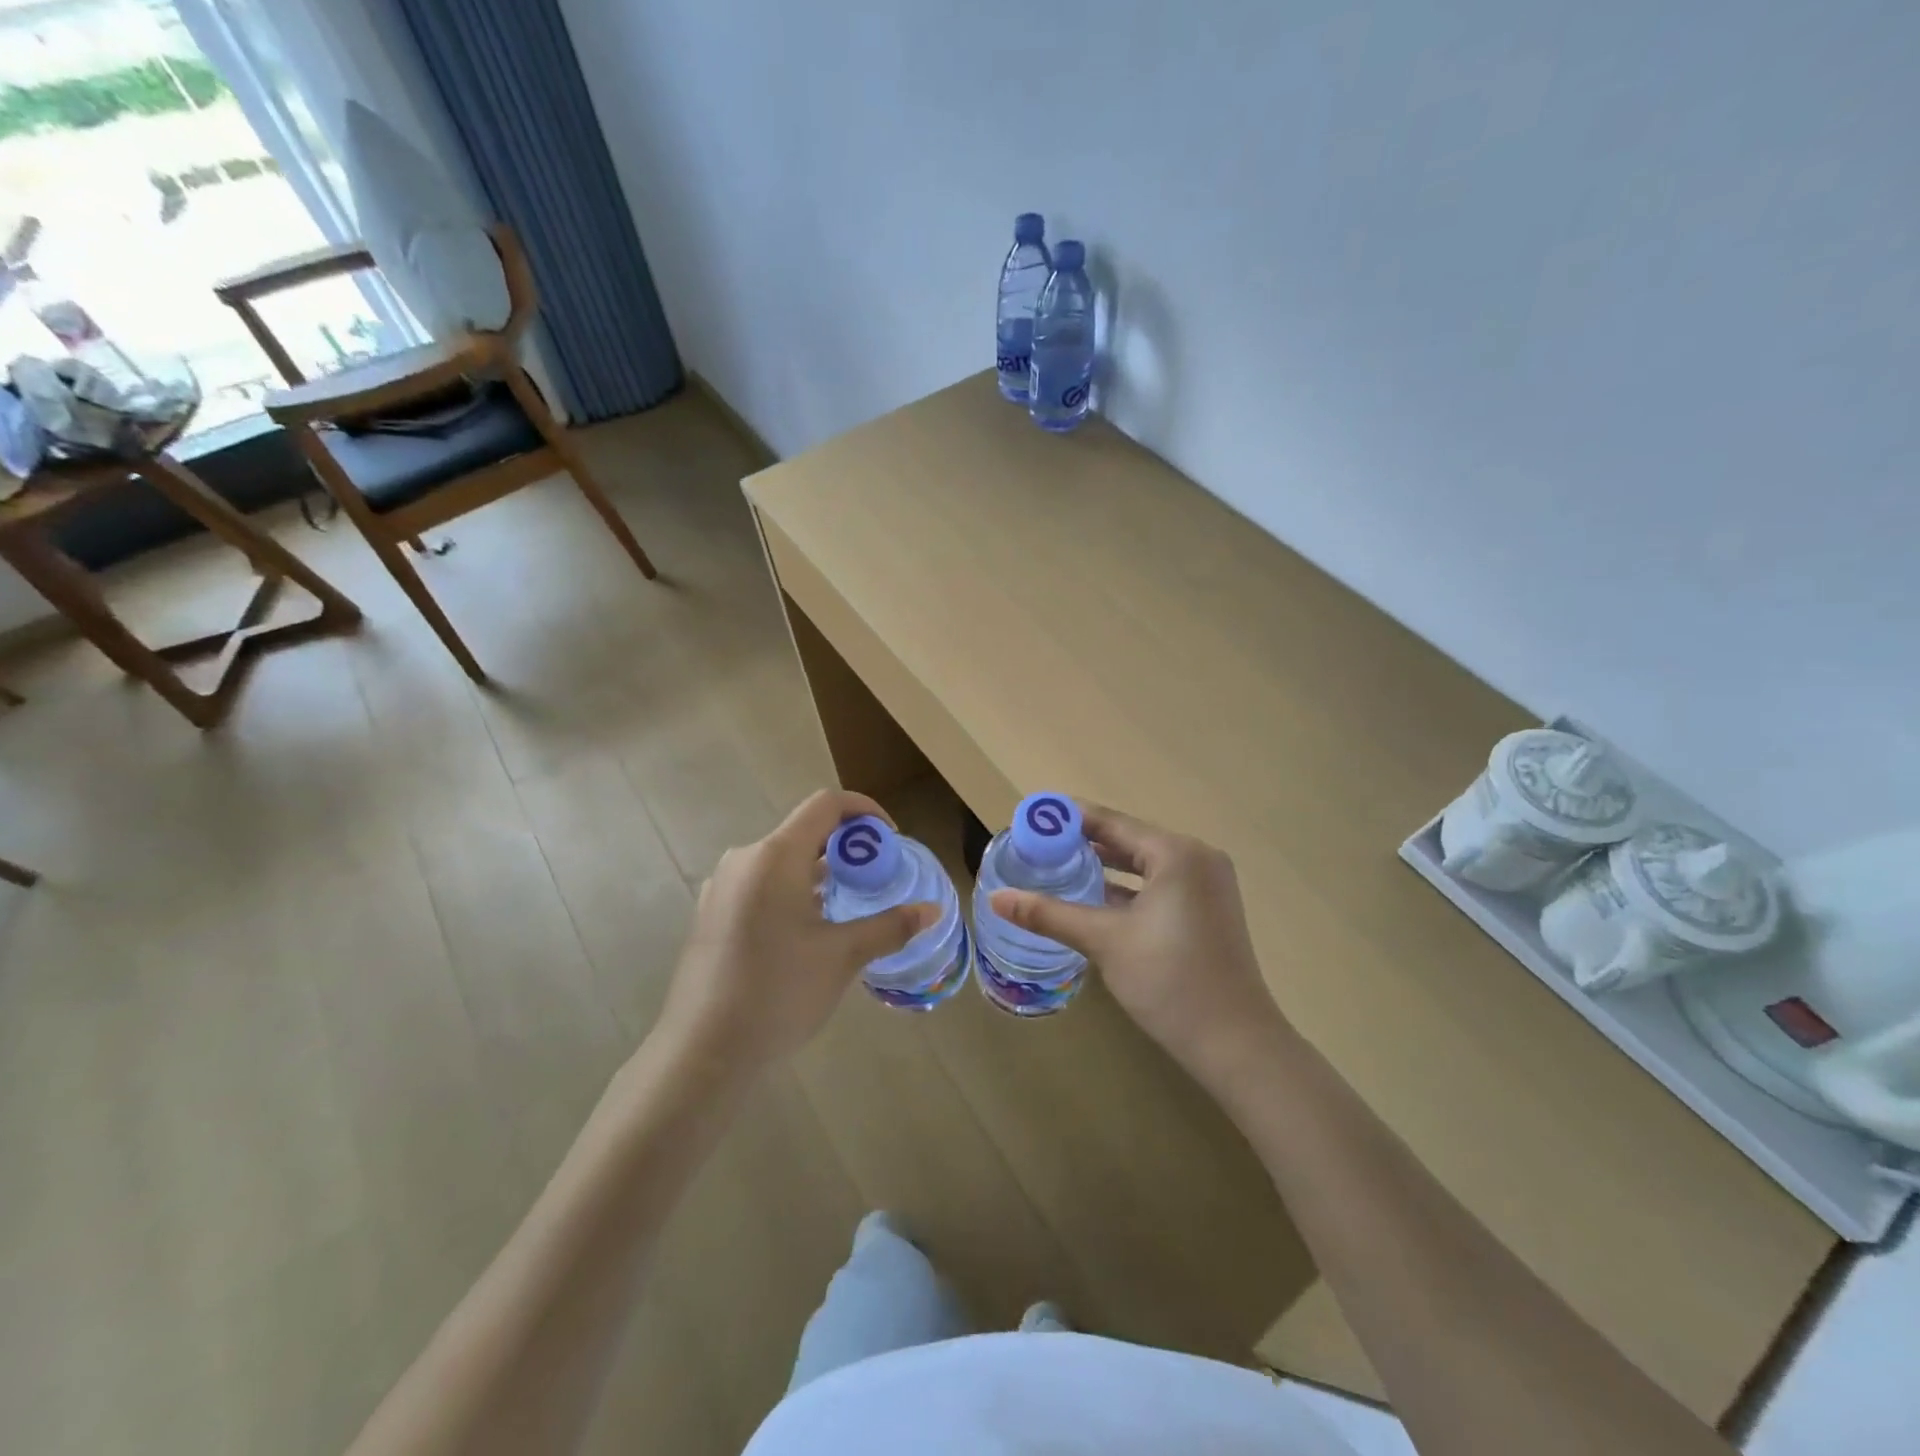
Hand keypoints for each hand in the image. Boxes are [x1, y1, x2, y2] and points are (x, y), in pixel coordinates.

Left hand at [658, 789, 937, 1072]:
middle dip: (846, 847)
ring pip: (782, 859)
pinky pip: (761, 883)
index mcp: (774, 856)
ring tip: (848, 905)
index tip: (891, 838)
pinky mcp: (712, 912)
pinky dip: (793, 889)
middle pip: (804, 830)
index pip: (826, 804)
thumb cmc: (778, 992)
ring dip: (820, 870)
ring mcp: (722, 886)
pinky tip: (808, 931)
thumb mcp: (842, 957)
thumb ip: (890, 926)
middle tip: (877, 878)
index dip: (864, 811)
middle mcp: (745, 859)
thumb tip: (933, 911)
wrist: (702, 1050)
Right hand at [989, 804, 1288, 1085]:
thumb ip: (1049, 914)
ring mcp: (1206, 886)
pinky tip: (1093, 898)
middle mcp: (1196, 858)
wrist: (1236, 1044)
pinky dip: (1127, 888)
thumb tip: (996, 898)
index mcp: (1176, 853)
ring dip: (1104, 866)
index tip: (1032, 817)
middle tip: (1037, 845)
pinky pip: (1158, 885)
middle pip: (1128, 839)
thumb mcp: (1104, 941)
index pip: (1112, 822)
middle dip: (1083, 842)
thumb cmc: (1169, 981)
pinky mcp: (1207, 911)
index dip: (1069, 819)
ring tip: (1057, 866)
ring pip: (1144, 864)